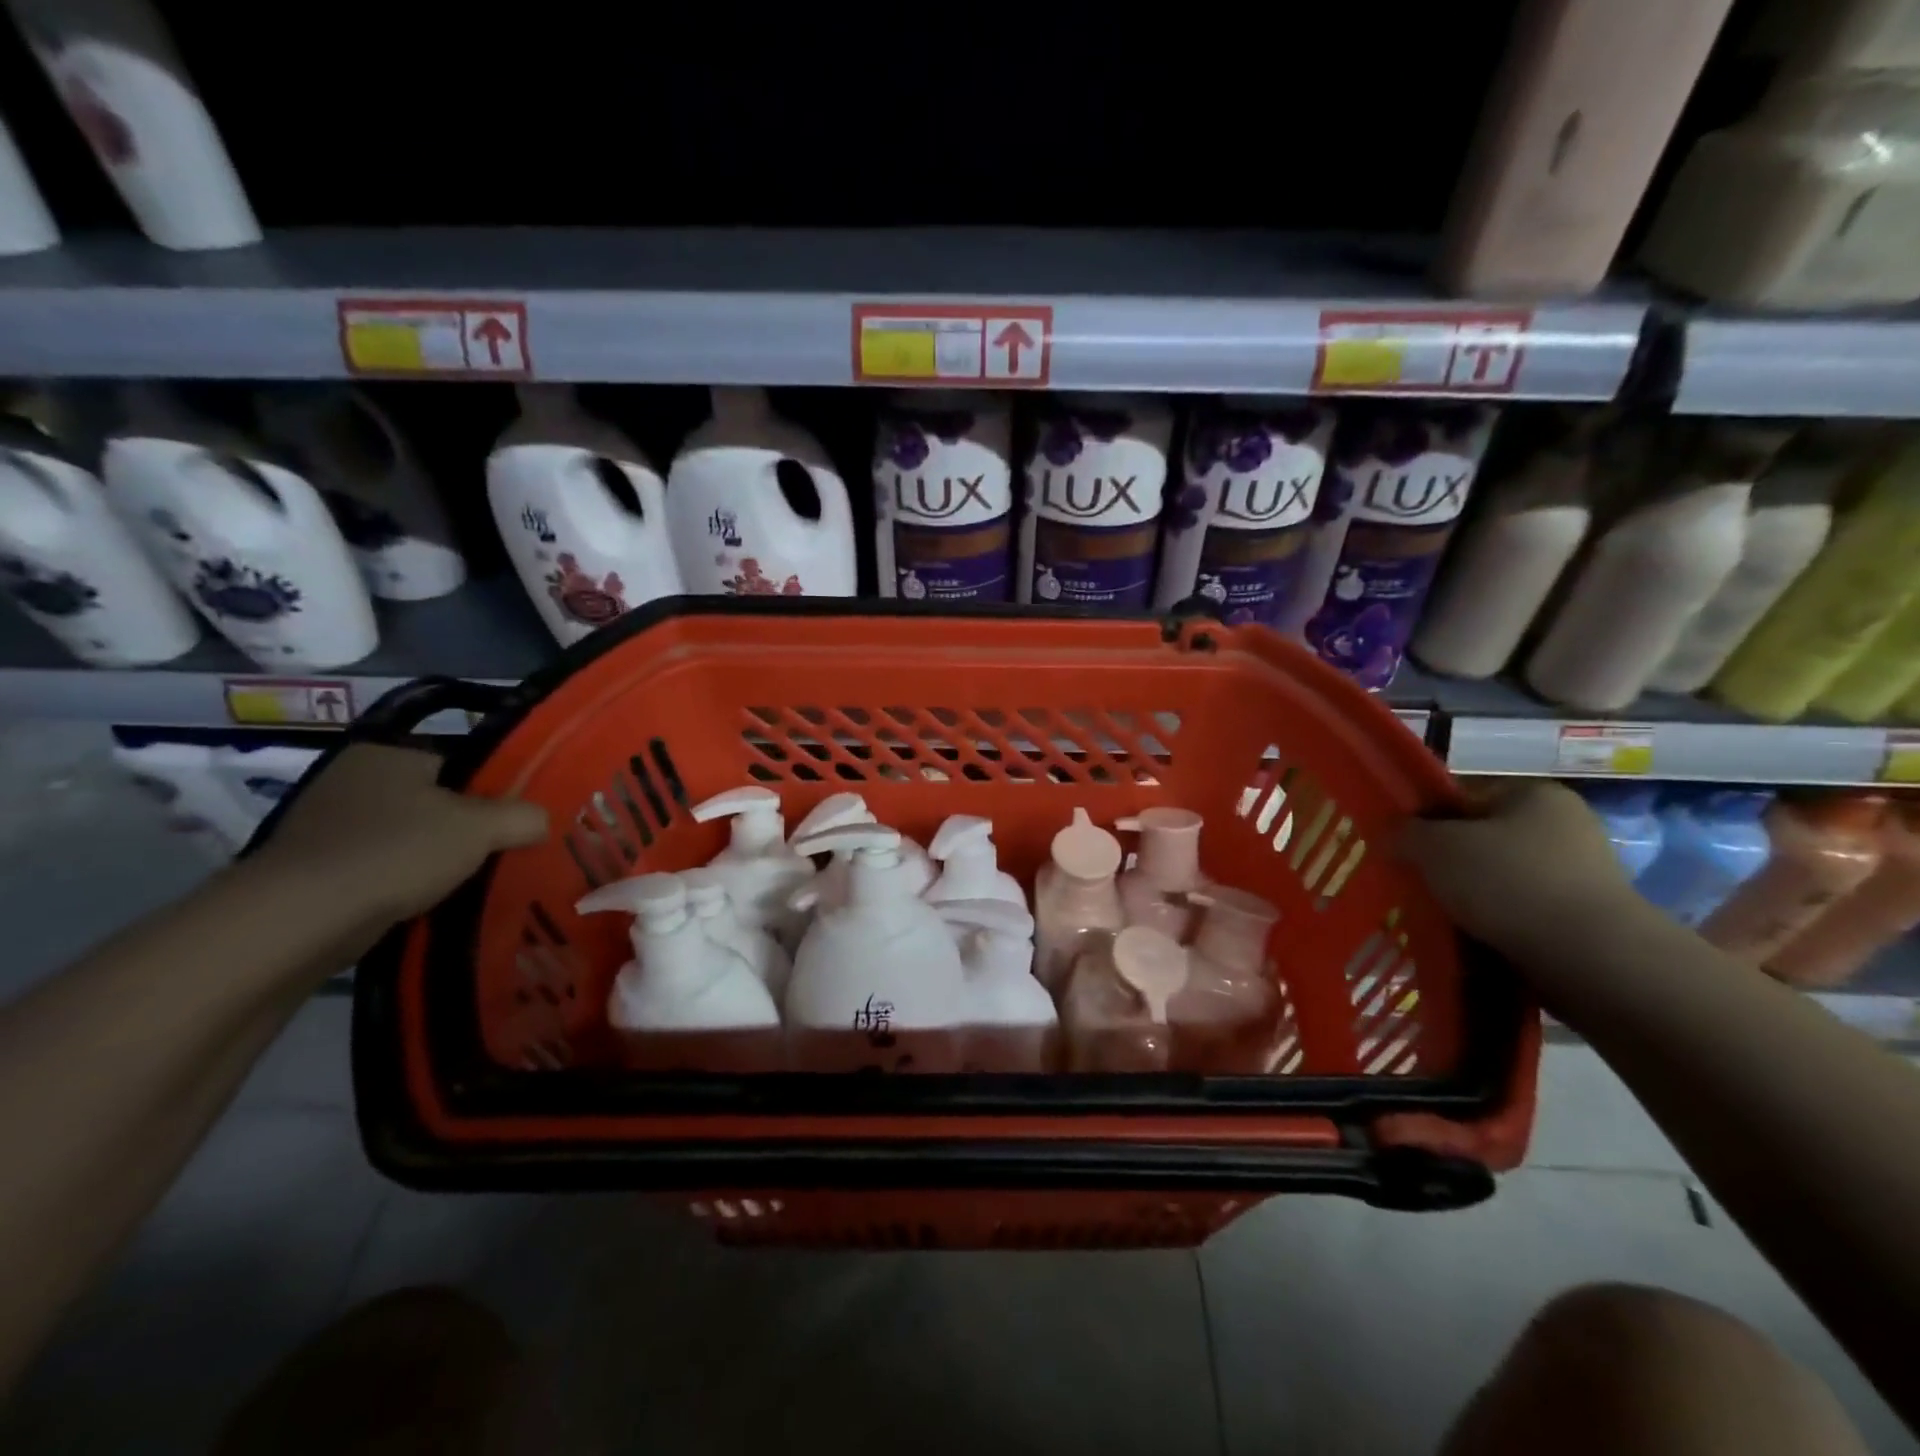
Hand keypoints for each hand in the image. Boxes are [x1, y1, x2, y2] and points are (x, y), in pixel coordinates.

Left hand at [249, 744, 548, 927]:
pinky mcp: (311, 869)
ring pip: (405, 837)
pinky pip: (377, 868)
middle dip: (463, 829)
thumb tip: (542, 820)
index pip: (459, 765)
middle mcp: (350, 780)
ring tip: (467, 882)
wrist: (299, 919)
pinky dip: (401, 883)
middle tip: (498, 854)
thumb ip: (522, 816)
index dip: (493, 792)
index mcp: (387, 754)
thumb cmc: (396, 853)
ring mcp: (324, 826)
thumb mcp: (481, 828)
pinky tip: (424, 902)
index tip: (514, 823)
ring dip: (432, 859)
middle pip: (433, 802)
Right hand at [1399, 780, 1642, 961]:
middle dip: (1444, 862)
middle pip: (1479, 838)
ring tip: (1435, 916)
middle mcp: (1562, 826)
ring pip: (1496, 879)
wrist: (1590, 958)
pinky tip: (1467, 938)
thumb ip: (1404, 833)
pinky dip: (1491, 923)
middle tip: (1412, 882)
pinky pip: (1518, 913)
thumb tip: (1390, 834)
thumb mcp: (1435, 847)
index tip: (1399, 845)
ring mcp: (1577, 875)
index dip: (1424, 818)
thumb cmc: (1509, 882)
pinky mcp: (1581, 919)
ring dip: (1466, 896)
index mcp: (1532, 794)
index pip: (1461, 795)